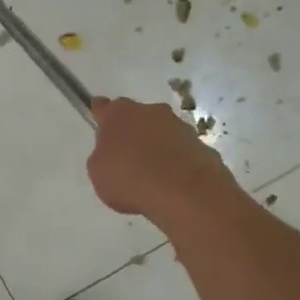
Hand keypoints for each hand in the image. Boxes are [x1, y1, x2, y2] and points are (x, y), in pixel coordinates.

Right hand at [85, 96, 235, 226]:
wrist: (184, 192)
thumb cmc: (130, 179)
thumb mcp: (98, 173)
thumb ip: (103, 157)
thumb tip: (113, 155)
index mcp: (118, 114)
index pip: (103, 106)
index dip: (100, 114)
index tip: (99, 123)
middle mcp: (150, 112)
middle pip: (136, 117)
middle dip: (132, 131)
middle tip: (127, 157)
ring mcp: (179, 126)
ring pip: (162, 132)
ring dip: (157, 146)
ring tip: (153, 176)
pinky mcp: (201, 144)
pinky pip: (182, 150)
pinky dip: (177, 161)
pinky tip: (173, 184)